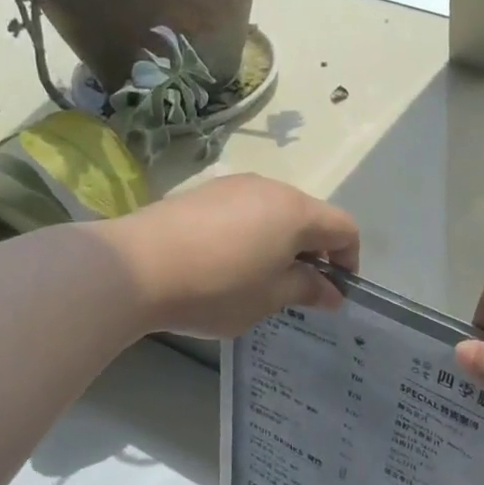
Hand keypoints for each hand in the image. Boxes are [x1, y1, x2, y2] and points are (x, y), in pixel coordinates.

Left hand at [98, 174, 359, 338]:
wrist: (134, 268)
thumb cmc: (216, 287)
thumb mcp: (269, 298)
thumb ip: (306, 289)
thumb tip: (332, 292)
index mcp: (296, 213)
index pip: (344, 228)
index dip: (349, 261)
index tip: (333, 292)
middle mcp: (271, 188)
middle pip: (310, 216)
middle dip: (314, 252)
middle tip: (297, 290)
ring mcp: (234, 186)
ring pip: (276, 212)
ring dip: (282, 243)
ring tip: (260, 279)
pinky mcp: (203, 193)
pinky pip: (245, 211)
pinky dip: (252, 234)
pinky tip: (227, 263)